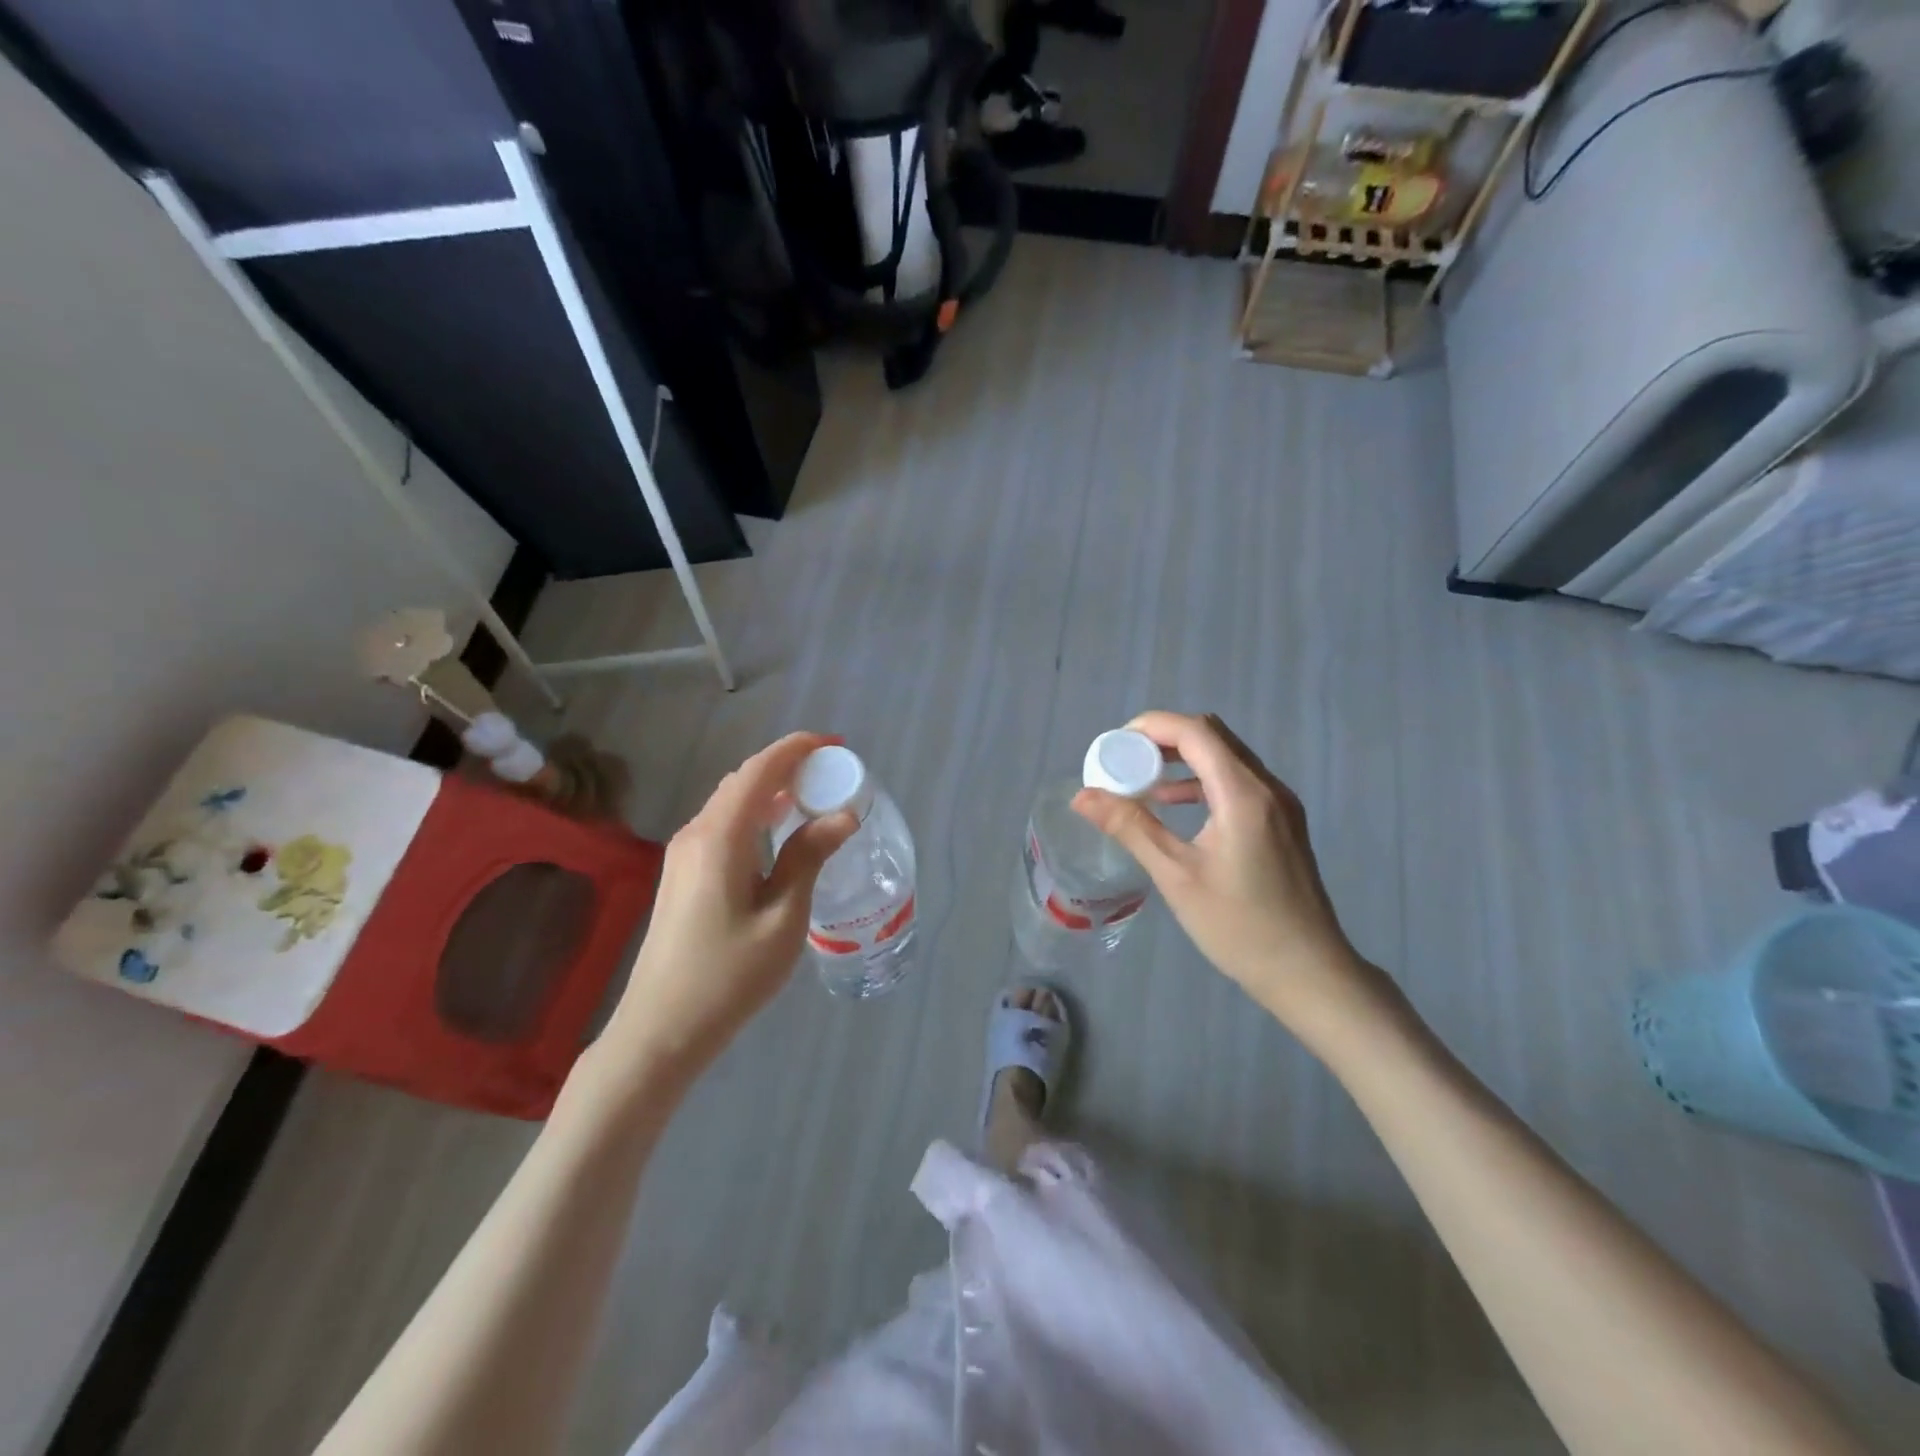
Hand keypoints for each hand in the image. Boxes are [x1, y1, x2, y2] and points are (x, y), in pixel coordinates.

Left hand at [602, 733, 855, 1076]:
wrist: (661, 1030)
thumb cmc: (729, 976)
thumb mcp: (783, 917)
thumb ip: (809, 858)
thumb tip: (842, 815)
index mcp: (720, 837)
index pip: (760, 771)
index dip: (797, 749)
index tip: (835, 744)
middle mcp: (696, 834)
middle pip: (744, 782)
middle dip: (788, 767)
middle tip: (833, 773)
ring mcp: (683, 855)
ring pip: (731, 803)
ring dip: (771, 791)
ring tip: (814, 797)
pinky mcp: (683, 875)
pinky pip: (724, 826)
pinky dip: (755, 816)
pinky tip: (779, 835)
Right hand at [1073, 711, 1395, 1042]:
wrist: (1308, 973)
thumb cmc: (1239, 927)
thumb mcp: (1176, 876)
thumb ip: (1131, 828)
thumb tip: (1083, 796)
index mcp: (1243, 795)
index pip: (1196, 732)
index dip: (1151, 727)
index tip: (1114, 745)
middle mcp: (1267, 788)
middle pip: (1213, 736)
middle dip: (1164, 739)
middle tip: (1124, 760)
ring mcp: (1280, 804)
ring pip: (1226, 757)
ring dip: (1183, 758)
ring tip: (1141, 780)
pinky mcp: (1282, 822)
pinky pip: (1237, 781)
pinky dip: (1202, 780)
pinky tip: (1174, 805)